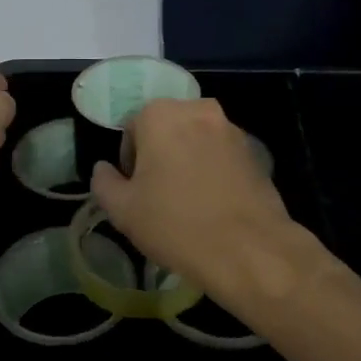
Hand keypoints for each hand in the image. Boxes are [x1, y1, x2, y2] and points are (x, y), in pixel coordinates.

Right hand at [91, 98, 297, 296]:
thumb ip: (104, 182)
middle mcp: (198, 110)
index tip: (136, 191)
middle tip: (158, 196)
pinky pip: (221, 156)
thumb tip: (104, 170)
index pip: (132, 129)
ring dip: (187, 162)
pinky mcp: (256, 152)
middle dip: (159, 156)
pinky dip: (213, 172)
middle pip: (166, 130)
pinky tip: (213, 206)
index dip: (129, 161)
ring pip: (196, 141)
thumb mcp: (122, 210)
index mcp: (161, 115)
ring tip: (187, 203)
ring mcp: (232, 129)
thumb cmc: (175, 224)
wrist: (248, 250)